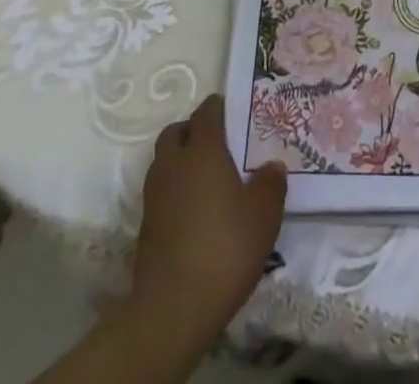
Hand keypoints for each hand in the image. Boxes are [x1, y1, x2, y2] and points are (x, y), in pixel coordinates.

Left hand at [127, 94, 286, 349]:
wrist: (172, 309)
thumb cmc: (224, 248)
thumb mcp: (264, 215)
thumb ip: (271, 183)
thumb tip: (273, 166)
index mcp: (202, 150)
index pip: (206, 111)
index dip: (220, 108)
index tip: (236, 115)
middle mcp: (174, 163)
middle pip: (177, 132)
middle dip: (194, 132)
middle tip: (219, 146)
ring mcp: (154, 195)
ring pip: (165, 161)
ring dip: (181, 163)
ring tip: (208, 181)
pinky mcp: (146, 226)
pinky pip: (161, 193)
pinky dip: (175, 193)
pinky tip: (196, 214)